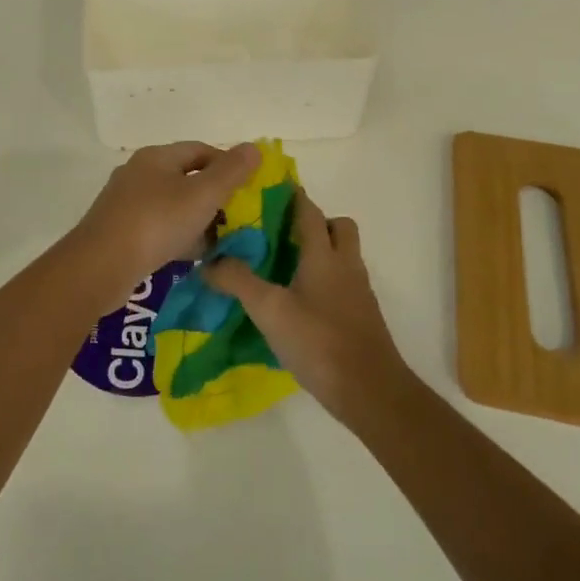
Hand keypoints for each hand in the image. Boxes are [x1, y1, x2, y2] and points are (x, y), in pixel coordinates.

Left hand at [74, 142, 261, 284]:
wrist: (100, 267)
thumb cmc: (156, 223)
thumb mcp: (202, 196)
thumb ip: (231, 172)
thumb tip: (253, 147)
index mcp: (156, 157)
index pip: (200, 150)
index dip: (228, 164)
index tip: (249, 188)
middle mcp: (139, 173)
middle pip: (186, 177)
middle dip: (214, 196)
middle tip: (238, 218)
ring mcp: (126, 203)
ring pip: (172, 205)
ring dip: (197, 220)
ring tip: (221, 241)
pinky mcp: (120, 231)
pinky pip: (158, 228)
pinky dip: (178, 237)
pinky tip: (192, 256)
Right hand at [203, 190, 412, 428]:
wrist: (370, 391)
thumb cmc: (319, 342)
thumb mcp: (269, 310)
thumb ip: (238, 282)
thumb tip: (208, 263)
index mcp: (324, 255)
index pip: (309, 211)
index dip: (291, 196)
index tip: (268, 189)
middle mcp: (346, 265)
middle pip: (338, 227)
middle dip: (313, 222)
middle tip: (279, 234)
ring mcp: (359, 292)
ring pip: (342, 255)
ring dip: (319, 252)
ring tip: (283, 267)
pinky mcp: (362, 316)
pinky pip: (343, 282)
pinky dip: (324, 280)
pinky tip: (299, 302)